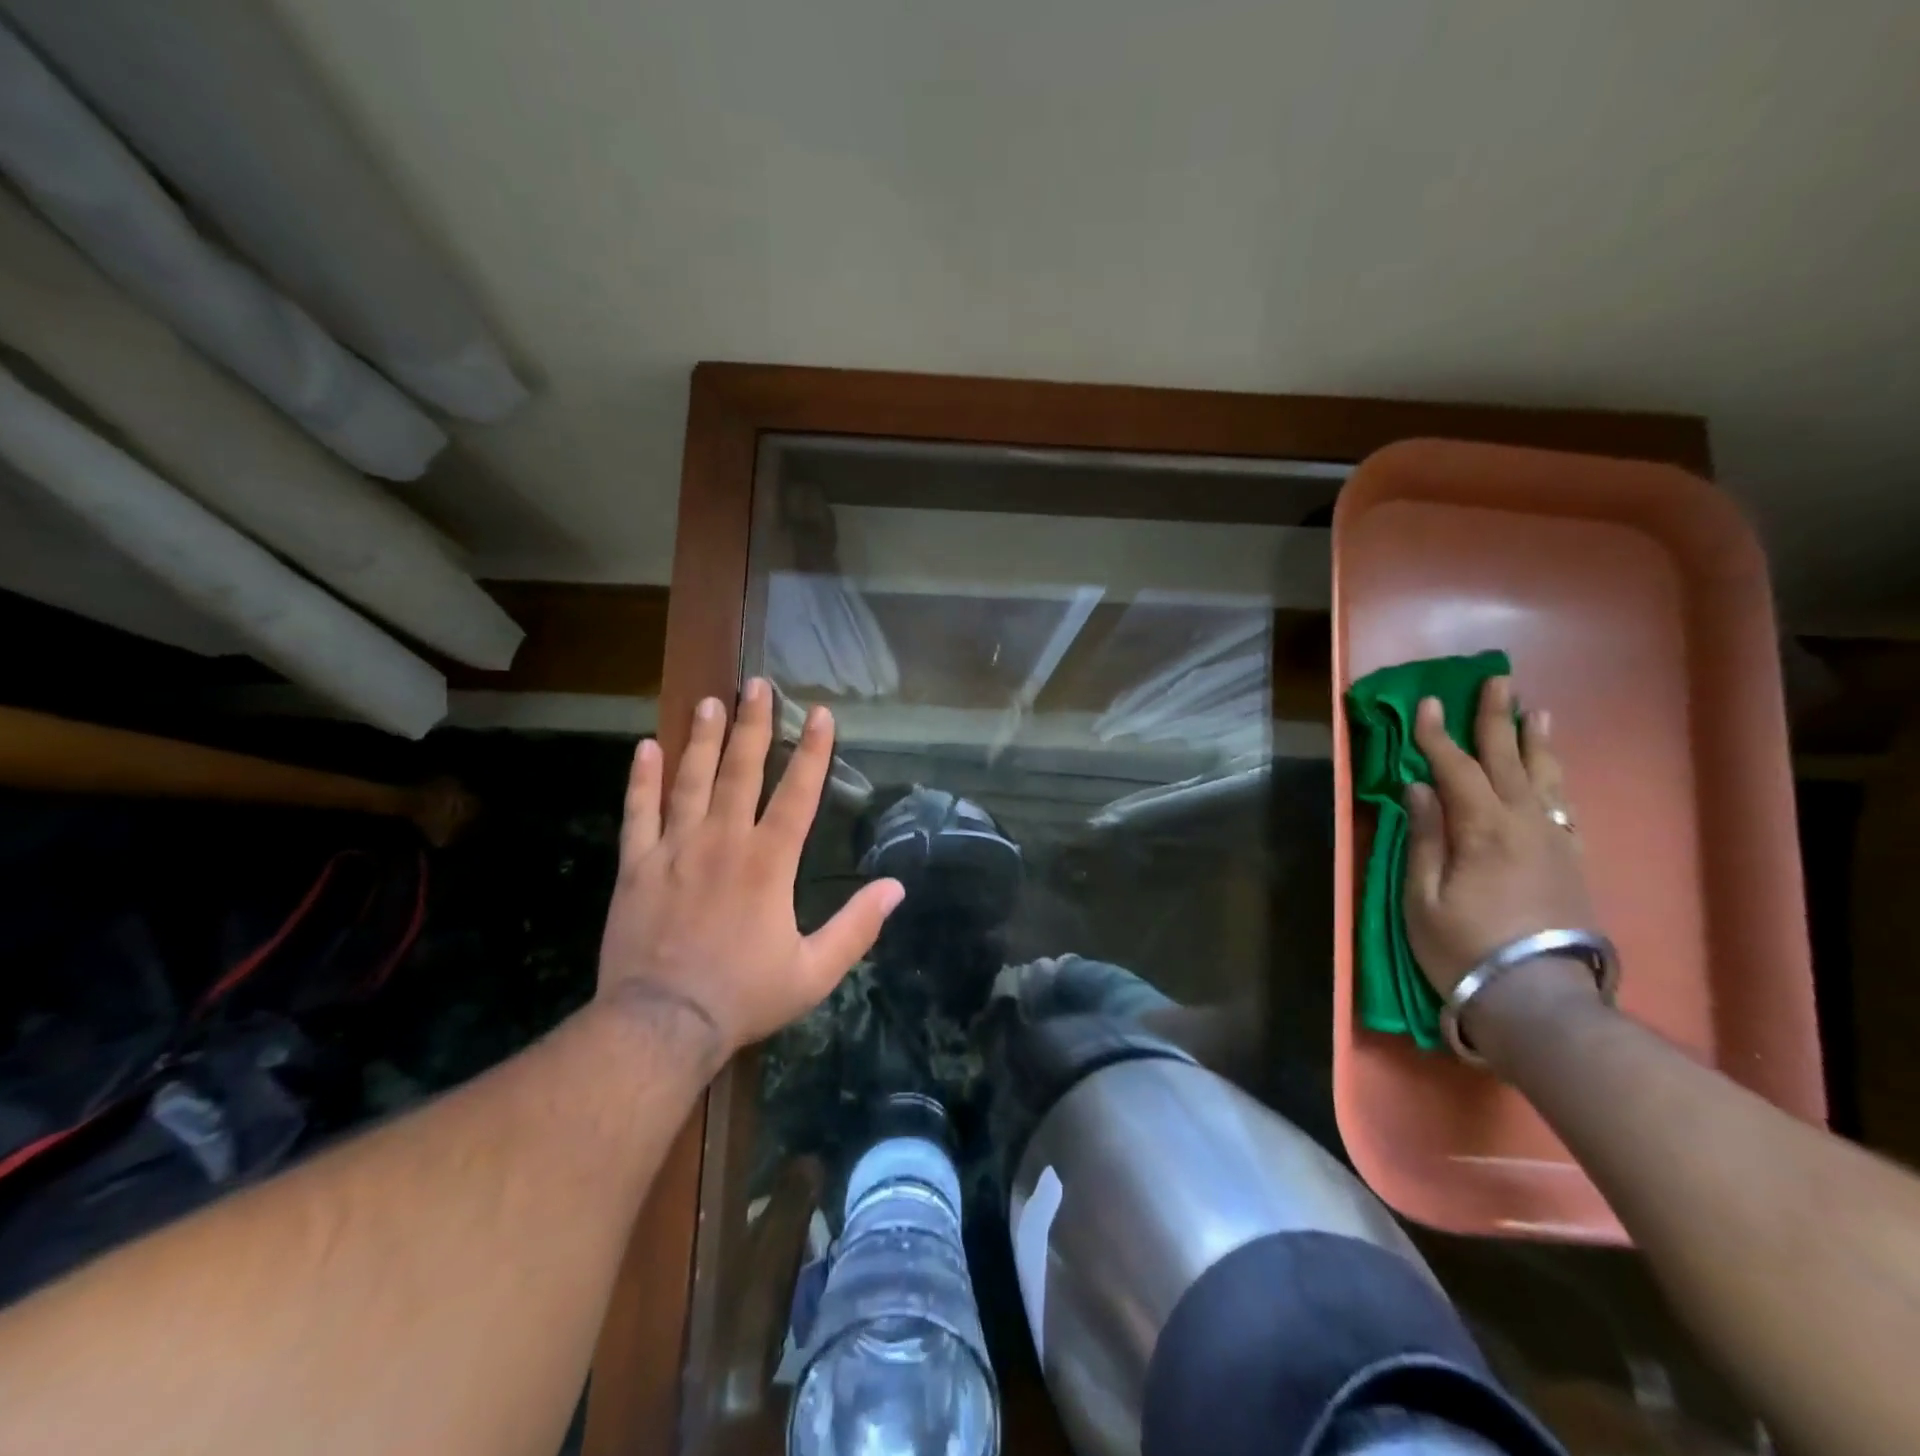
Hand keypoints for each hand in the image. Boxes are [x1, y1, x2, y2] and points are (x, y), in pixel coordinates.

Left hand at [595, 678, 903, 1065]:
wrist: (661, 1024)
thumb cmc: (743, 995)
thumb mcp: (814, 972)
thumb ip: (857, 927)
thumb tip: (896, 888)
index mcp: (769, 863)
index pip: (798, 794)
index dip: (814, 751)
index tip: (820, 713)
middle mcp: (723, 841)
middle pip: (742, 771)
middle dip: (755, 725)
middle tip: (758, 685)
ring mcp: (675, 849)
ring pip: (691, 780)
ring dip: (703, 739)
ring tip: (711, 702)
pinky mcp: (637, 866)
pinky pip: (638, 813)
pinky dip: (642, 780)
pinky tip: (645, 748)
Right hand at [1402, 676, 1596, 995]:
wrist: (1539, 999)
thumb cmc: (1464, 947)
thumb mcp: (1423, 897)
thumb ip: (1424, 837)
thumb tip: (1418, 788)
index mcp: (1481, 830)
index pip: (1456, 769)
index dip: (1437, 736)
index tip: (1426, 704)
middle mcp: (1523, 824)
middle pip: (1507, 760)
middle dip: (1496, 719)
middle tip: (1495, 681)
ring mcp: (1553, 841)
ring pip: (1544, 778)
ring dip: (1535, 742)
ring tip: (1534, 712)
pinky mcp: (1571, 860)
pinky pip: (1563, 806)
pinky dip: (1556, 779)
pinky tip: (1552, 770)